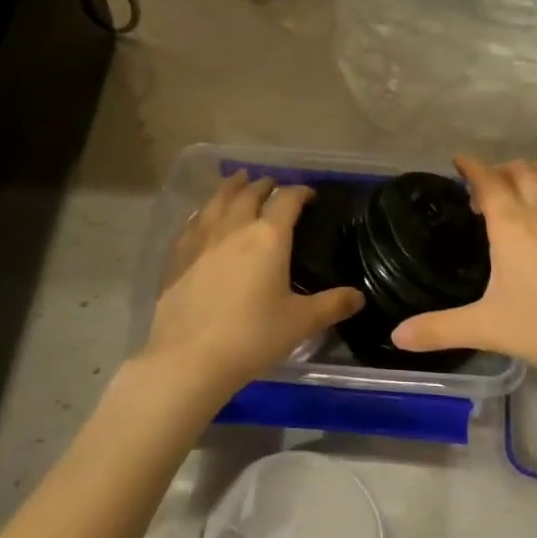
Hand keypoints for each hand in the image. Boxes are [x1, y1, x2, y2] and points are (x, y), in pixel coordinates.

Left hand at [139, 171, 363, 406]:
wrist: (189, 357)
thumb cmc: (252, 336)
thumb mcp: (300, 323)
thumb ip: (332, 305)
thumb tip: (358, 296)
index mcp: (268, 237)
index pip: (287, 200)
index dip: (300, 192)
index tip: (309, 195)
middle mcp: (234, 227)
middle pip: (250, 193)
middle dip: (264, 185)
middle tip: (273, 185)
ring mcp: (201, 239)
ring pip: (217, 200)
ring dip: (231, 187)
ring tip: (238, 180)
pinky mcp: (177, 255)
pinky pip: (194, 221)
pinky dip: (205, 210)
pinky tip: (204, 216)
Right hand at [393, 157, 536, 384]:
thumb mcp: (487, 329)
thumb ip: (439, 329)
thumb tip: (396, 336)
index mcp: (512, 225)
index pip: (488, 180)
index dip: (471, 166)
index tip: (458, 161)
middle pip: (520, 170)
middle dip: (498, 169)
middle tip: (482, 189)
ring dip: (534, 170)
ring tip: (521, 187)